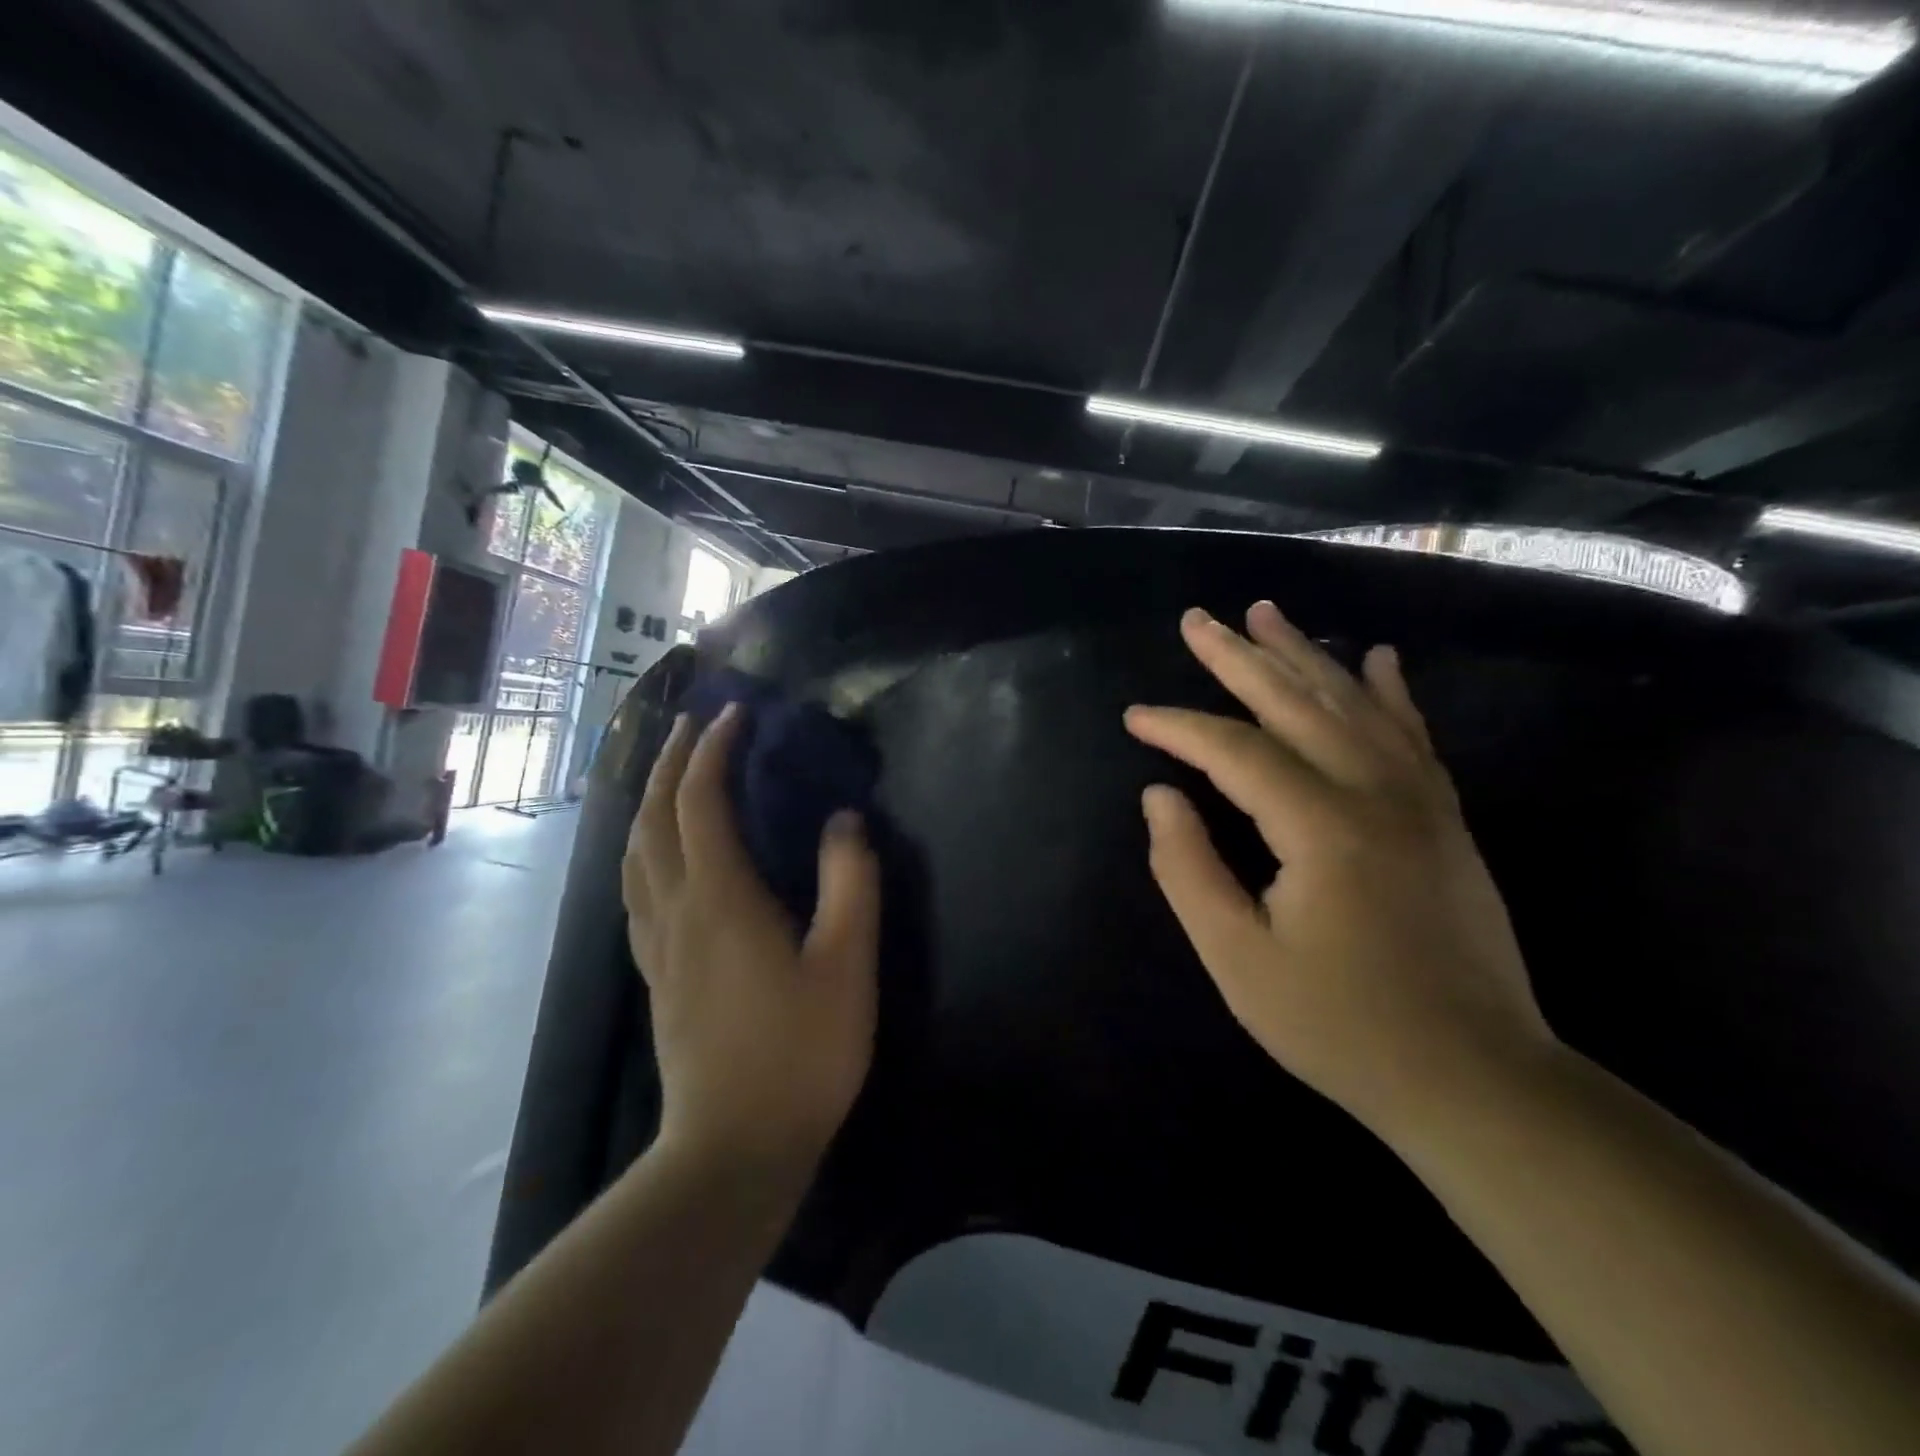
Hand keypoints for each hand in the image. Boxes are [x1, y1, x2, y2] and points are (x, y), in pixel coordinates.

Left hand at [623, 705, 881, 1183]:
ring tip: (669, 774)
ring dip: (647, 801)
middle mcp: (676, 909)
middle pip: (653, 817)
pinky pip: (635, 888)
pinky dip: (642, 848)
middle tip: (693, 725)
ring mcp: (656, 944)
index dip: (713, 750)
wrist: (734, 1148)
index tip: (735, 714)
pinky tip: (657, 855)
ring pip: (633, 852)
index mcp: (720, 898)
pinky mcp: (655, 973)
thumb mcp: (847, 965)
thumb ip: (851, 883)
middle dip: (669, 762)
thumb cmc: (800, 1054)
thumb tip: (844, 820)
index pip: (701, 802)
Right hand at [1125, 604, 1558, 1141]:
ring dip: (1304, 655)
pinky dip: (1389, 690)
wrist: (1476, 1078)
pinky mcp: (1444, 818)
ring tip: (1265, 612)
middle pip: (1297, 703)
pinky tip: (1377, 656)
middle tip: (1197, 619)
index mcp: (1322, 827)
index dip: (1179, 728)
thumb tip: (1160, 796)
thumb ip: (1188, 869)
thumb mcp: (1239, 959)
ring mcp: (1420, 801)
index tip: (1135, 716)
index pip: (1235, 751)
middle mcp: (1376, 793)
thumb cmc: (1341, 1026)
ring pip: (1353, 704)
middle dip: (1238, 658)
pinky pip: (1412, 734)